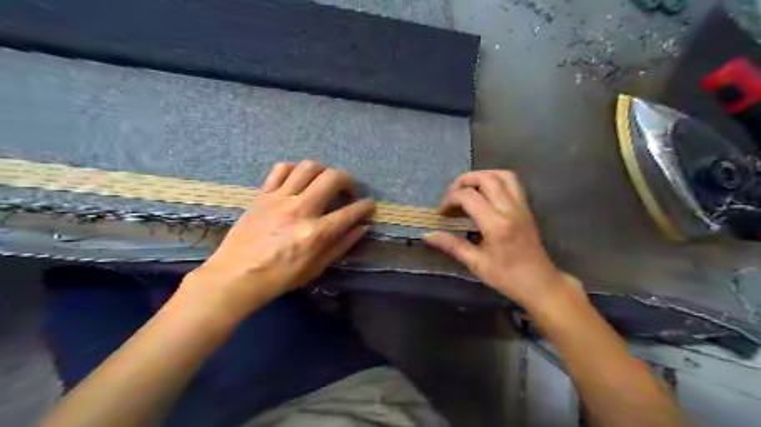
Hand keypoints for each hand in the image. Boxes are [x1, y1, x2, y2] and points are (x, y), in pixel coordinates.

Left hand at [183, 162, 376, 320]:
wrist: (236, 276)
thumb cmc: (280, 277)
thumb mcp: (316, 268)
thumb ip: (341, 245)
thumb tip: (362, 227)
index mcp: (316, 233)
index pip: (350, 212)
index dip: (365, 206)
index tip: (369, 204)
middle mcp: (301, 209)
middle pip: (332, 178)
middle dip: (348, 180)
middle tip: (348, 192)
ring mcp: (280, 199)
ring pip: (308, 167)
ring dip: (323, 171)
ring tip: (324, 183)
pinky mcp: (263, 195)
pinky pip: (281, 169)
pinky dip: (294, 169)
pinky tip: (298, 180)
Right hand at [426, 168, 573, 305]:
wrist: (540, 283)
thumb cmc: (507, 277)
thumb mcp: (476, 264)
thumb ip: (451, 245)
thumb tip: (427, 235)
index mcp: (496, 224)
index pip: (468, 196)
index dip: (449, 199)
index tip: (441, 213)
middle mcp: (510, 209)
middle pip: (486, 178)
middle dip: (463, 181)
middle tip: (451, 196)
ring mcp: (521, 206)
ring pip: (502, 175)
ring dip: (481, 176)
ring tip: (467, 189)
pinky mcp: (526, 208)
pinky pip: (512, 183)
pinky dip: (495, 180)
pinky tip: (485, 194)